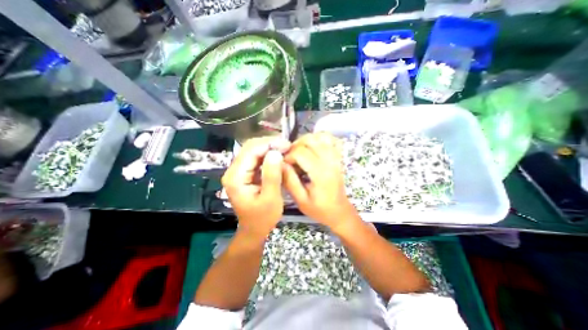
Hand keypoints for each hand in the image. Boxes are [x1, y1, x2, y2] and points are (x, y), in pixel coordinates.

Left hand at [222, 137, 289, 239]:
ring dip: (269, 148)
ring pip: (253, 151)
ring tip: (284, 149)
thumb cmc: (263, 217)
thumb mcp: (271, 198)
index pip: (250, 151)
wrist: (254, 229)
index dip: (269, 144)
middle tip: (287, 146)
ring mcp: (238, 171)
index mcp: (236, 178)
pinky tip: (278, 156)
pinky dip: (268, 155)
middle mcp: (233, 171)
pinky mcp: (244, 173)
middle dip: (269, 144)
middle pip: (250, 148)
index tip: (286, 144)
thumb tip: (276, 153)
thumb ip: (272, 175)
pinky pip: (256, 158)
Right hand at [281, 133, 357, 229]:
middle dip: (295, 146)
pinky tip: (314, 146)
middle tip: (290, 156)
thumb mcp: (301, 200)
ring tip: (300, 150)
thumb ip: (290, 181)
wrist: (339, 211)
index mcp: (320, 173)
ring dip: (307, 140)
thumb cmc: (320, 209)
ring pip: (321, 136)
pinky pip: (332, 139)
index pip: (301, 152)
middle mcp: (330, 161)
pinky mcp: (339, 157)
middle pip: (310, 140)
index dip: (289, 156)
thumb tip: (281, 164)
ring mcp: (336, 157)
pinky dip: (321, 138)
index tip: (284, 164)